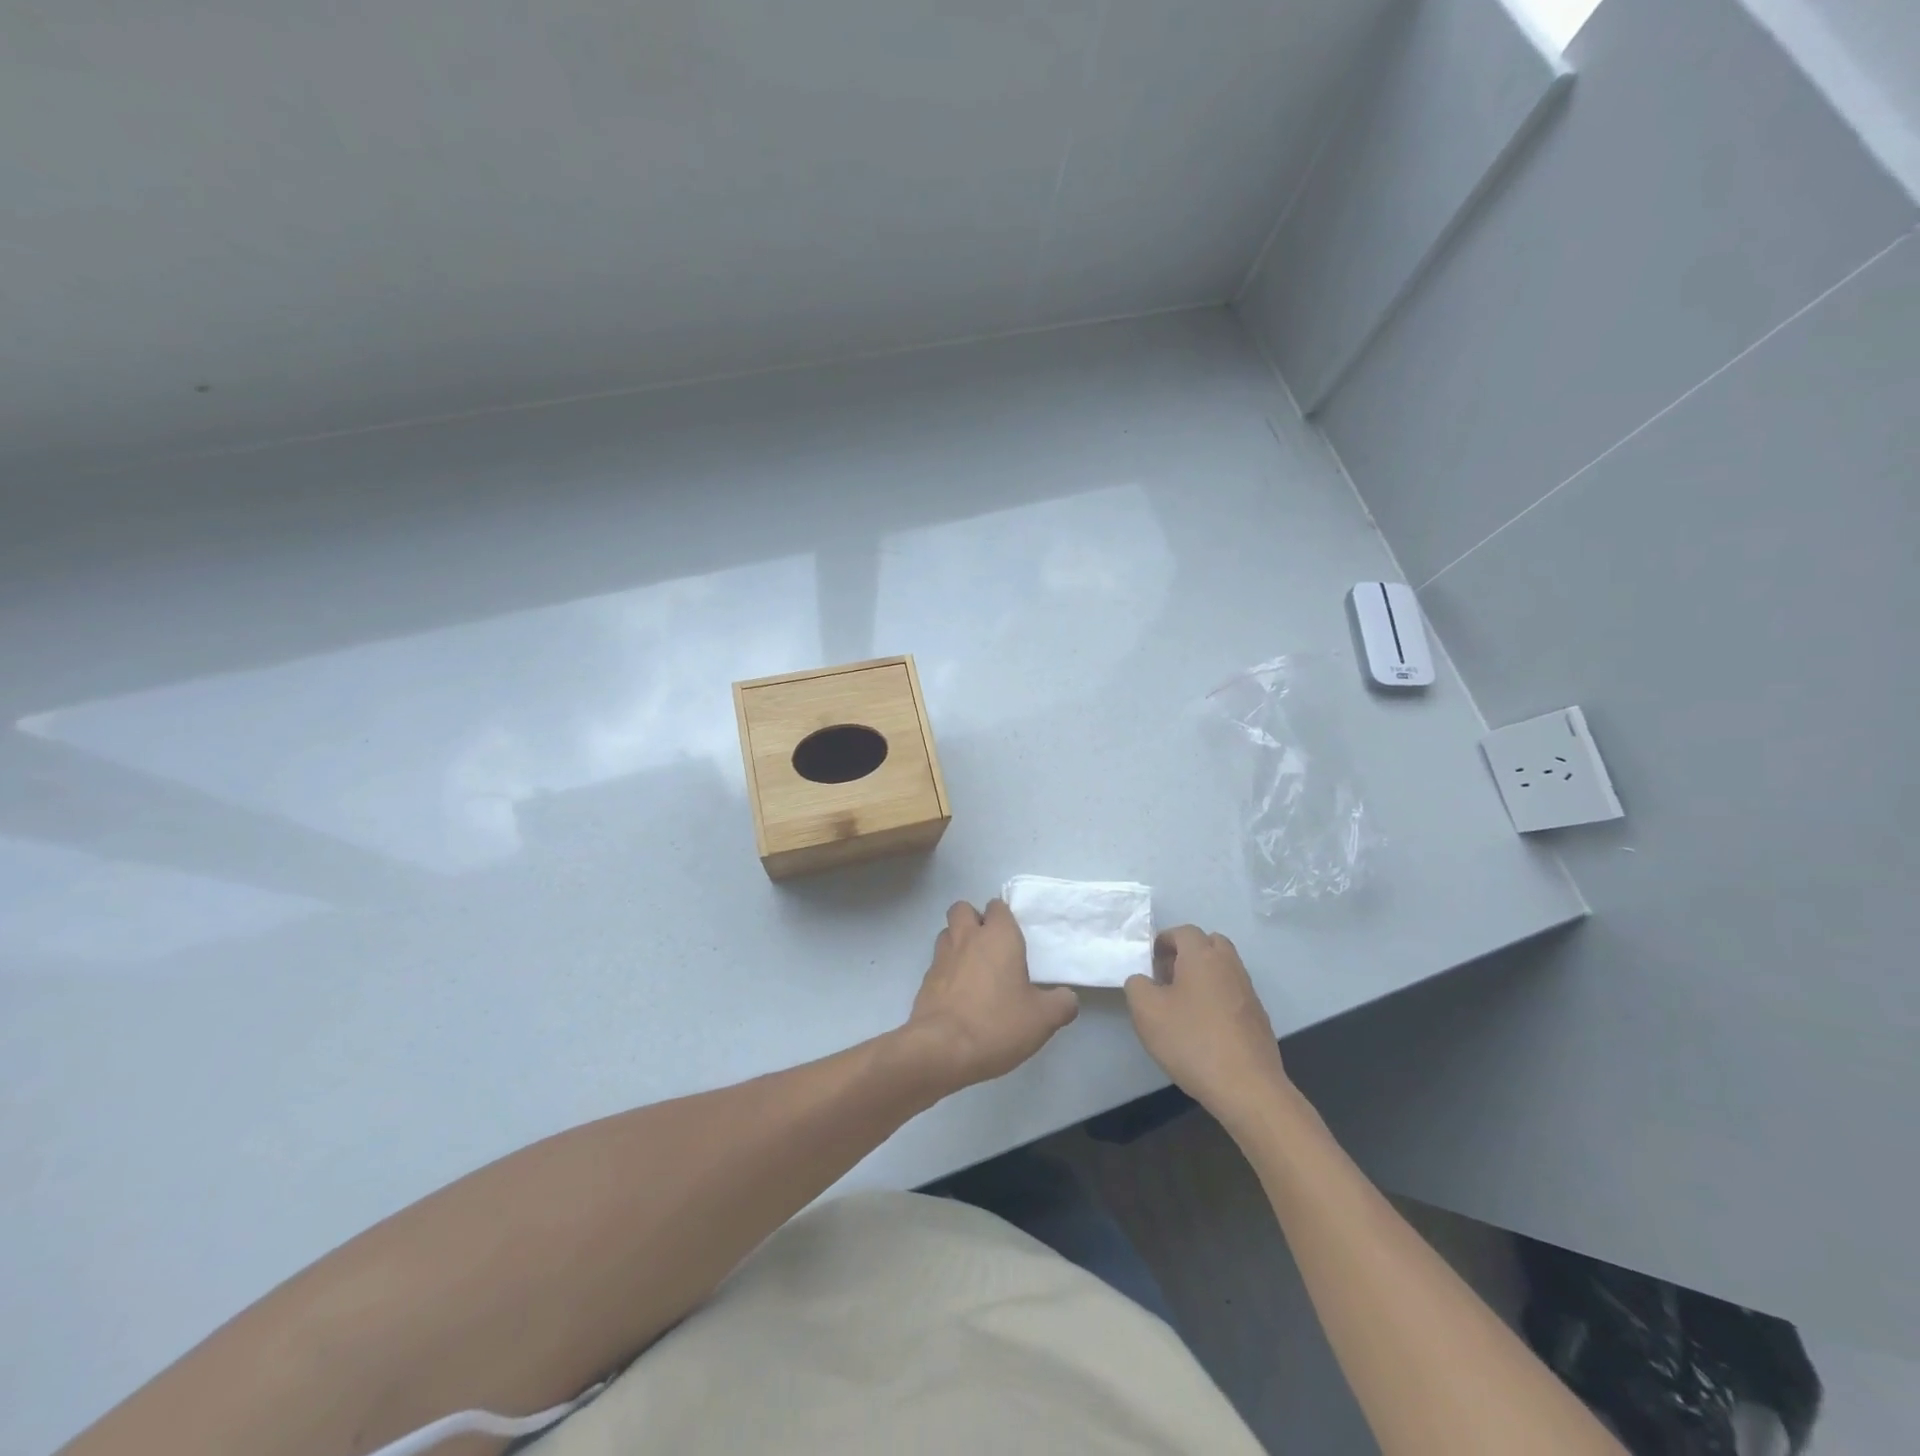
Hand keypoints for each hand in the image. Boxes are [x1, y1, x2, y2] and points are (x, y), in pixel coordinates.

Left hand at [906, 900, 1078, 1093]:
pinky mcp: (925, 979)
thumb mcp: (1043, 1019)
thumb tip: (1067, 997)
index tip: (1016, 938)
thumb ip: (1061, 1003)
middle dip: (974, 919)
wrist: (942, 1049)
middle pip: (963, 909)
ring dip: (958, 942)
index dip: (1005, 917)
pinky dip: (947, 970)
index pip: (998, 906)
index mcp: (998, 936)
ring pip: (947, 933)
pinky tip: (960, 994)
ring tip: (975, 969)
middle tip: (991, 946)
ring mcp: (941, 956)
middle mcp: (966, 937)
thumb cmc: (997, 1023)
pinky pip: (937, 962)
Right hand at [1125, 926, 1288, 1125]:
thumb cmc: (1191, 1040)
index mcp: (1202, 956)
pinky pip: (1233, 993)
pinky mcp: (1258, 1018)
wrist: (1246, 1087)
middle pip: (1209, 944)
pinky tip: (1204, 1027)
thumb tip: (1144, 980)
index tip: (1148, 962)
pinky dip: (1217, 998)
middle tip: (1168, 976)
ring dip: (1203, 976)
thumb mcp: (1146, 1011)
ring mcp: (1248, 992)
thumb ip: (1136, 985)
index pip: (1183, 931)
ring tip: (1183, 1003)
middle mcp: (1229, 965)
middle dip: (1187, 953)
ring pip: (1224, 968)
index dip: (1163, 941)